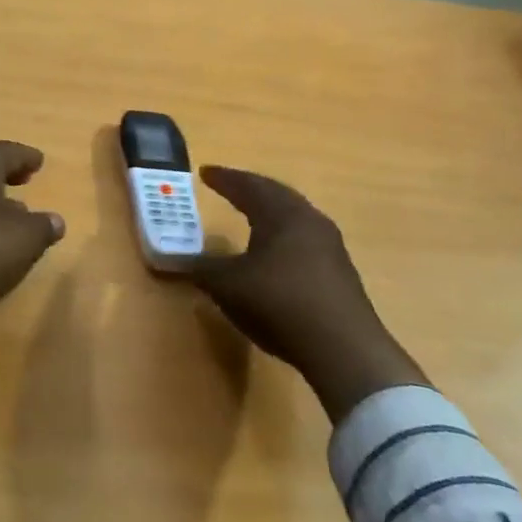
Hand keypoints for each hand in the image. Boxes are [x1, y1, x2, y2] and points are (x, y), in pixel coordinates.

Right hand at [190, 166, 427, 421]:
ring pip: (294, 216)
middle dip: (249, 189)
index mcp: (280, 214)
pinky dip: (283, 236)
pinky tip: (275, 252)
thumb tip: (176, 259)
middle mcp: (308, 220)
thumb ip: (201, 269)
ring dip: (270, 211)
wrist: (344, 349)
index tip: (205, 172)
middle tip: (228, 186)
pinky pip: (305, 239)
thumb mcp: (228, 286)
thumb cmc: (279, 303)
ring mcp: (330, 246)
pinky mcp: (340, 272)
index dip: (224, 179)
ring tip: (251, 215)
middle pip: (276, 194)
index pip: (248, 186)